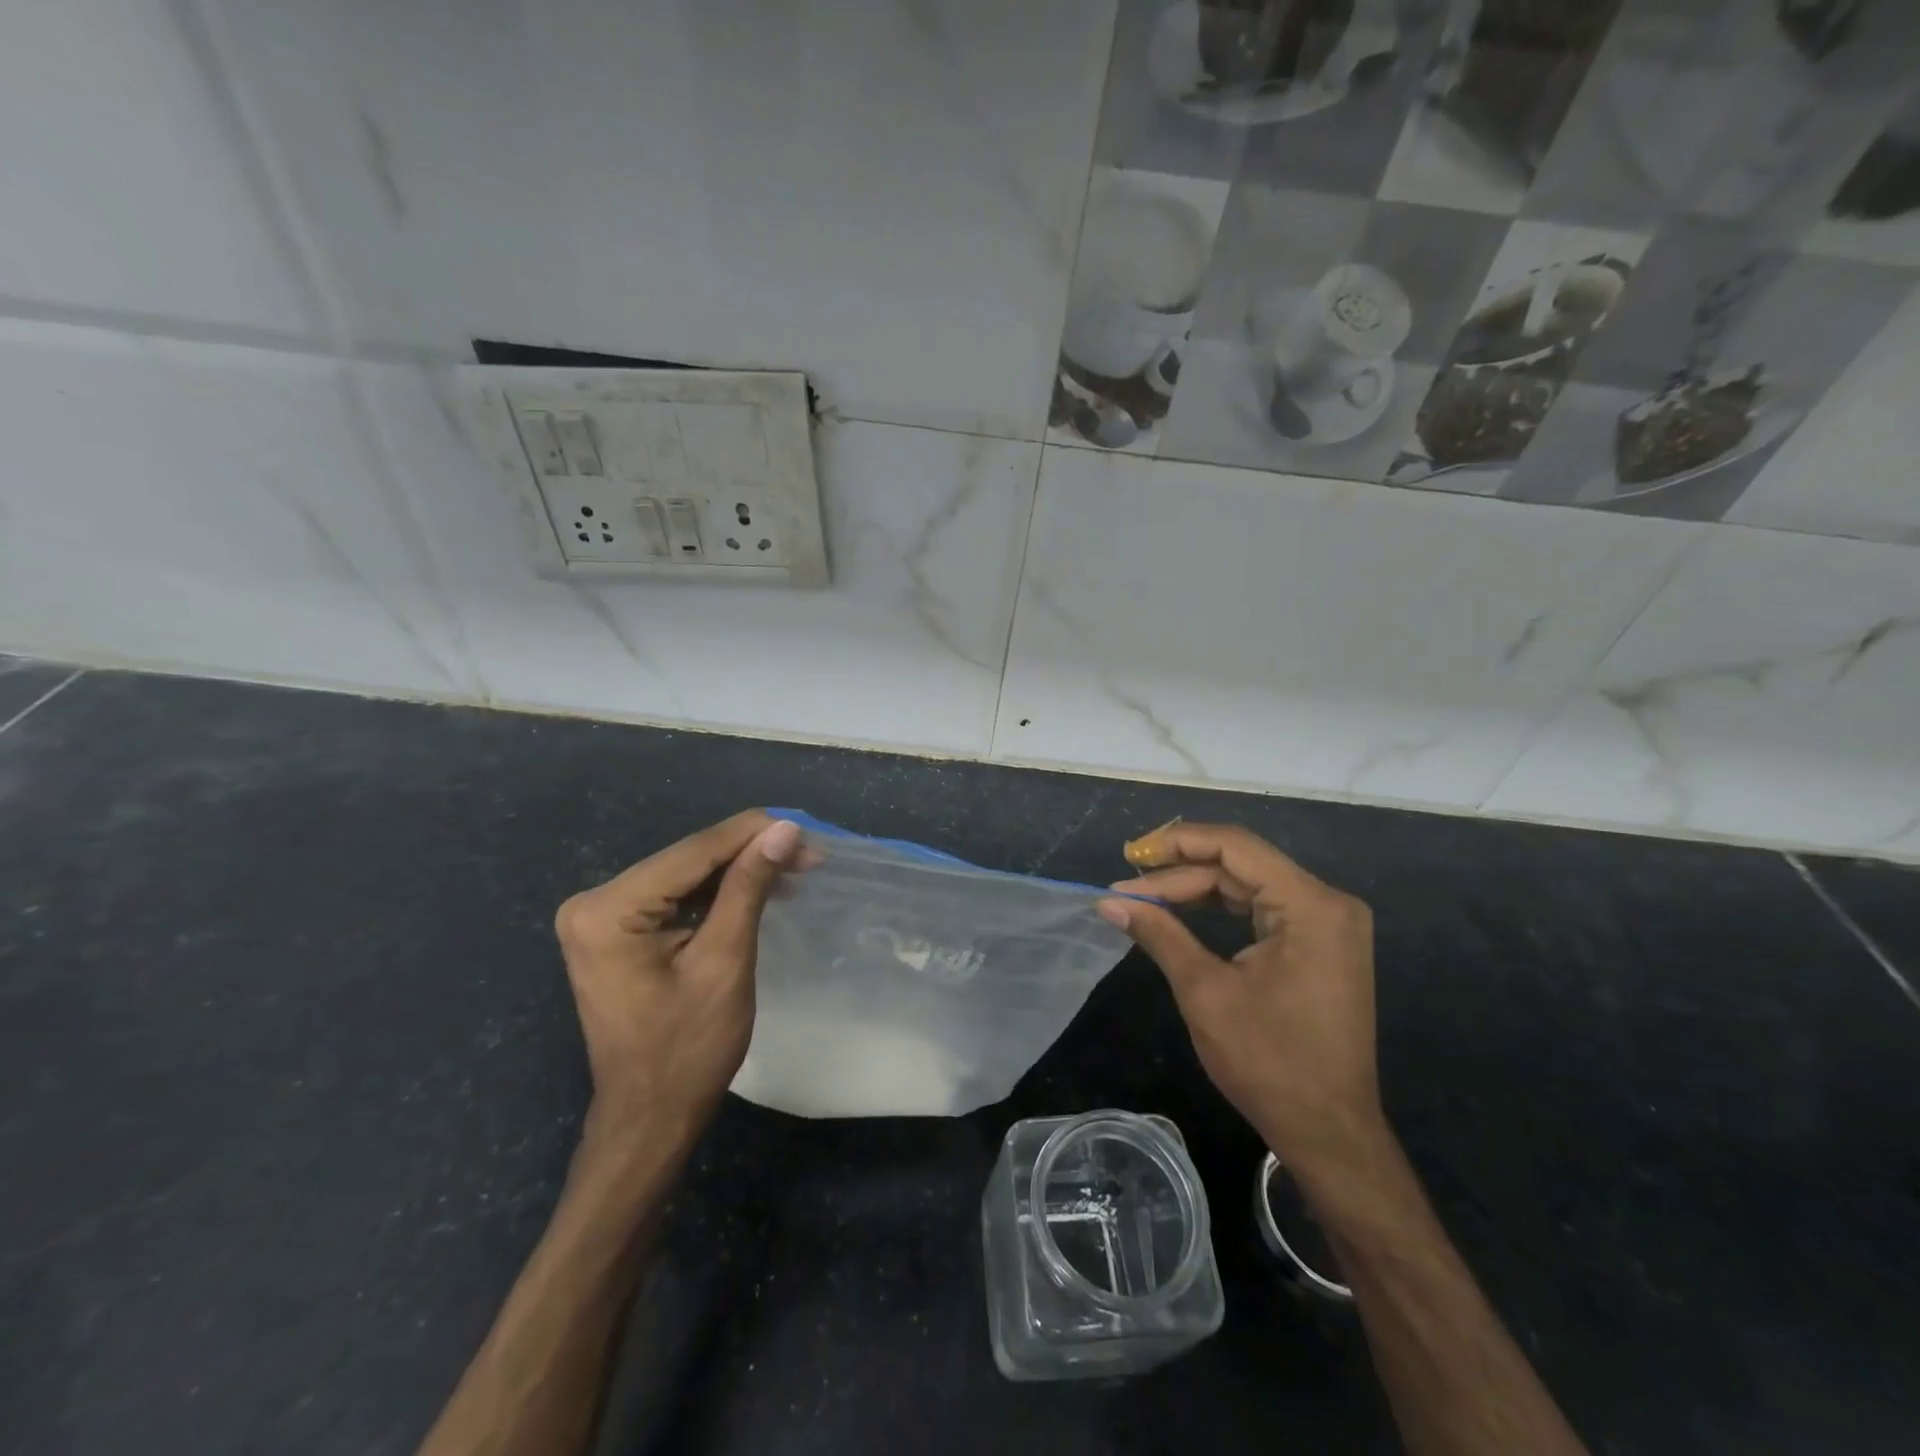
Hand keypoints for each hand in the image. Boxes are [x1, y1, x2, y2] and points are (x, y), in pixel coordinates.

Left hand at [553, 810, 801, 1132]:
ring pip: (686, 874)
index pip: (694, 851)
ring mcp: (600, 917)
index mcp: (609, 910)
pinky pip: (674, 896)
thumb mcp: (725, 960)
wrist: (651, 1117)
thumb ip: (749, 886)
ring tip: (795, 869)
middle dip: (751, 853)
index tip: (807, 831)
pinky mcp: (614, 931)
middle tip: (810, 854)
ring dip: (740, 871)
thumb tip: (784, 829)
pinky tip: (758, 888)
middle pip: (689, 859)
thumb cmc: (689, 1049)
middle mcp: (594, 902)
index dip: (754, 834)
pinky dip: (718, 893)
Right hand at [1100, 822, 1384, 1179]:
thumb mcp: (1205, 991)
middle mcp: (1327, 902)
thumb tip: (1108, 901)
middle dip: (1179, 875)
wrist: (1329, 1132)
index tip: (1129, 857)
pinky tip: (1181, 913)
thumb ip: (1159, 933)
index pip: (1234, 847)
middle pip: (1240, 865)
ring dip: (1195, 891)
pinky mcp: (1321, 944)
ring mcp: (1328, 924)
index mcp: (1310, 905)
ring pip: (1248, 885)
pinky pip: (1263, 909)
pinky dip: (1220, 909)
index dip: (1177, 844)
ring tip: (1143, 900)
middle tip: (1125, 892)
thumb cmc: (1269, 1062)